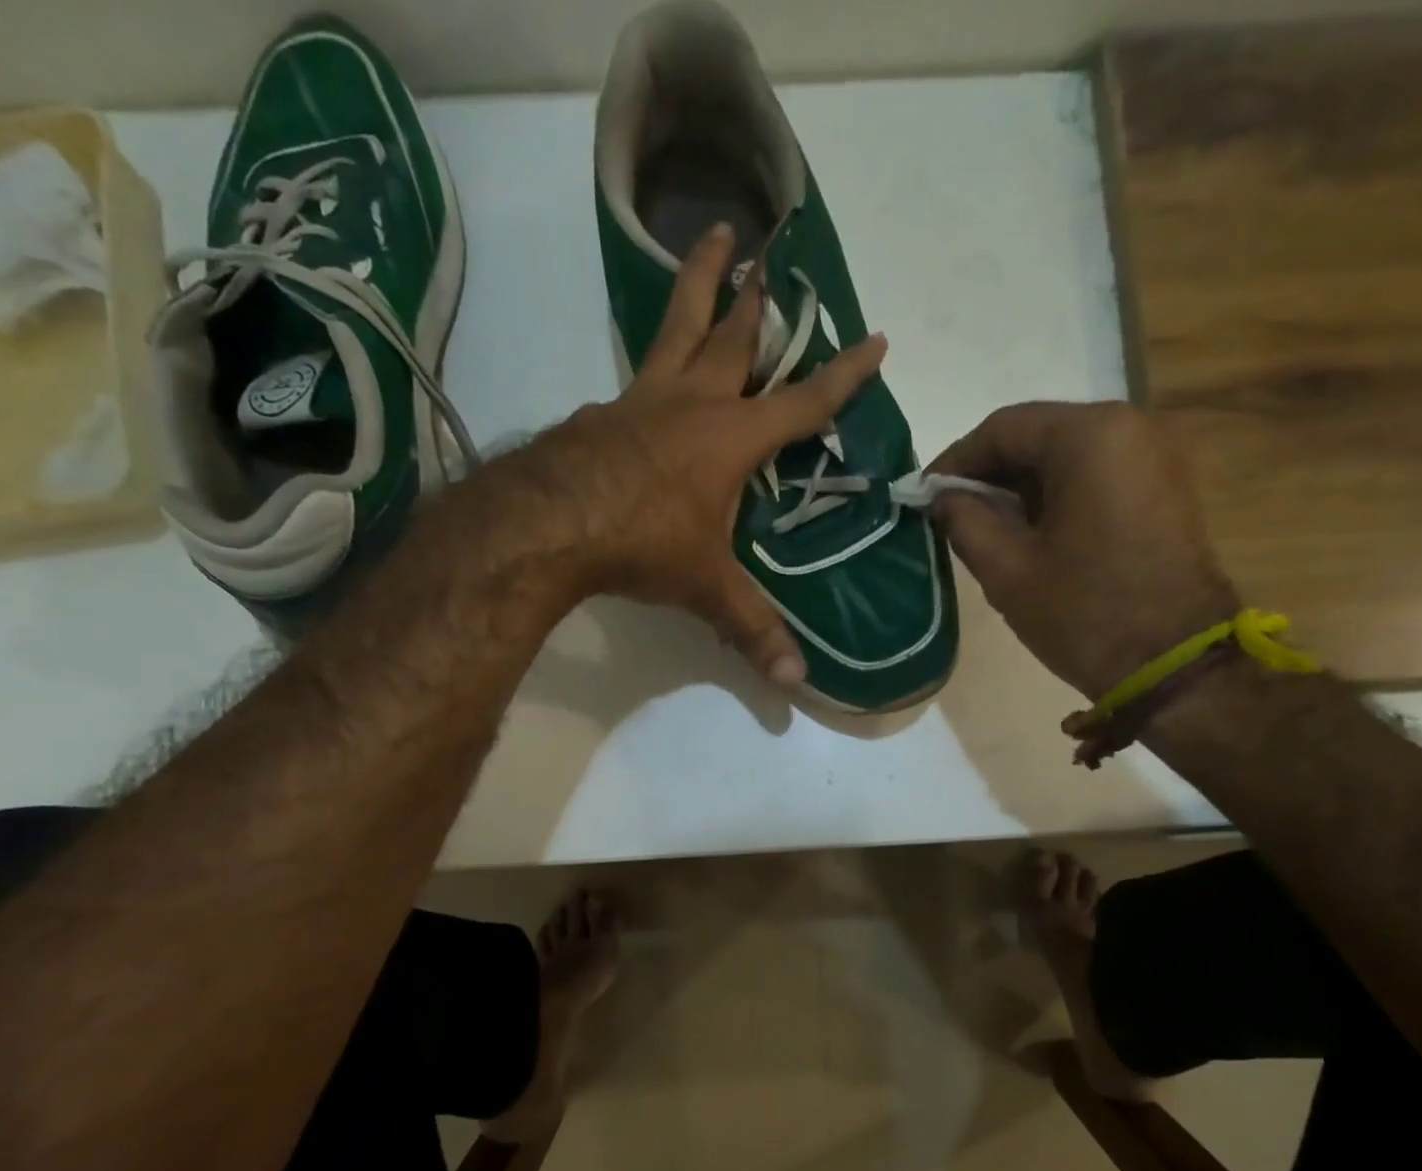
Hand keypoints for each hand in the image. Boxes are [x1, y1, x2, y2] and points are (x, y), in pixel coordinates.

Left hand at [519, 223, 887, 685]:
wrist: (547, 524)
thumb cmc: (641, 544)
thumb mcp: (704, 589)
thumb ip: (751, 630)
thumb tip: (795, 681)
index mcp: (732, 439)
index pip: (803, 403)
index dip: (843, 375)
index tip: (874, 338)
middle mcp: (691, 405)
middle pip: (732, 338)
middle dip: (756, 297)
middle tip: (766, 248)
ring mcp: (640, 401)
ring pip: (676, 329)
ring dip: (697, 286)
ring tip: (708, 239)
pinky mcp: (600, 412)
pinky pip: (634, 378)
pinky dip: (651, 366)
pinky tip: (646, 378)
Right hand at [929, 402, 1237, 703]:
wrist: (1174, 665)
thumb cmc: (1084, 613)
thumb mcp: (1007, 570)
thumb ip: (964, 521)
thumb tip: (942, 498)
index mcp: (1089, 437)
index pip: (1003, 428)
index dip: (955, 461)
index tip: (924, 496)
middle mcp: (1129, 427)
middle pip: (1038, 436)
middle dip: (989, 474)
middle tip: (950, 514)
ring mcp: (1154, 457)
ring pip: (1066, 456)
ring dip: (1021, 487)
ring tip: (985, 529)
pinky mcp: (1163, 488)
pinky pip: (1095, 475)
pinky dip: (1056, 496)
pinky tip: (1031, 534)